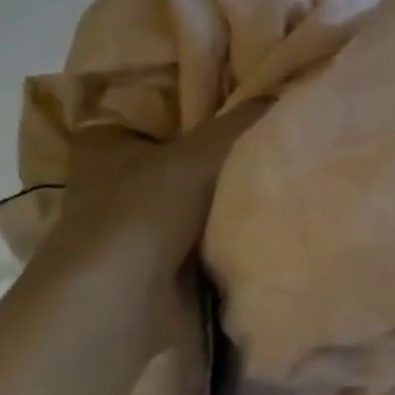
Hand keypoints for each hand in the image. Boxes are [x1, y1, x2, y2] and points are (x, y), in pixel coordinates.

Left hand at [23, 100, 269, 352]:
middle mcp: (114, 183)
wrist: (122, 305)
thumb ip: (245, 119)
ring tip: (282, 168)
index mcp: (107, 145)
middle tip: (273, 128)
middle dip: (219, 150)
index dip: (191, 101)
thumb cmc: (146, 211)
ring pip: (194, 197)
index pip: (152, 109)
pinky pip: (203, 235)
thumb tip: (287, 90)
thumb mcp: (204, 150)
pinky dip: (228, 230)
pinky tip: (267, 214)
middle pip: (180, 154)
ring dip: (227, 193)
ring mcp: (136, 229)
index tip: (238, 93)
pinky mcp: (156, 268)